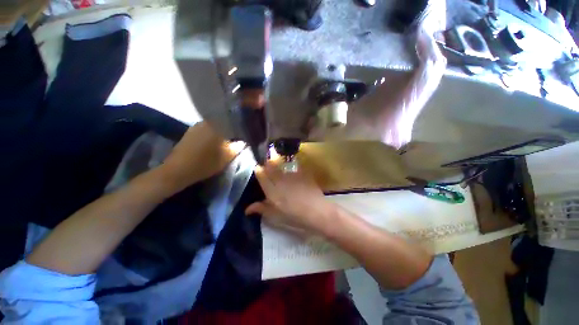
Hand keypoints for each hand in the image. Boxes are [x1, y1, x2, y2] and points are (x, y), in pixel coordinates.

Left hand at [158, 122, 237, 193]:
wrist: (178, 170)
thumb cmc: (206, 163)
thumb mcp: (228, 157)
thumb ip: (238, 147)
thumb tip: (243, 141)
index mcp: (217, 126)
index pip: (233, 125)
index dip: (240, 132)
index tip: (243, 139)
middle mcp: (206, 122)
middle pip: (223, 125)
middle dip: (230, 132)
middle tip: (235, 141)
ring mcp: (196, 126)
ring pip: (214, 128)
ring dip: (221, 134)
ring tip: (225, 143)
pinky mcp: (190, 132)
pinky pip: (206, 131)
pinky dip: (212, 136)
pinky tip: (213, 144)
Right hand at [245, 161, 336, 233]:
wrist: (316, 212)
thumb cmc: (294, 216)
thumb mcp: (276, 216)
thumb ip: (262, 209)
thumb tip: (247, 209)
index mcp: (272, 191)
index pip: (261, 175)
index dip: (259, 170)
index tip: (258, 169)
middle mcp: (280, 180)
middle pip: (271, 166)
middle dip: (268, 164)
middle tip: (267, 165)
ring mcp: (292, 175)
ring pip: (281, 166)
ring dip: (278, 166)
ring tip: (281, 171)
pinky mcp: (302, 173)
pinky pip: (293, 169)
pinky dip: (291, 171)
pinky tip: (293, 176)